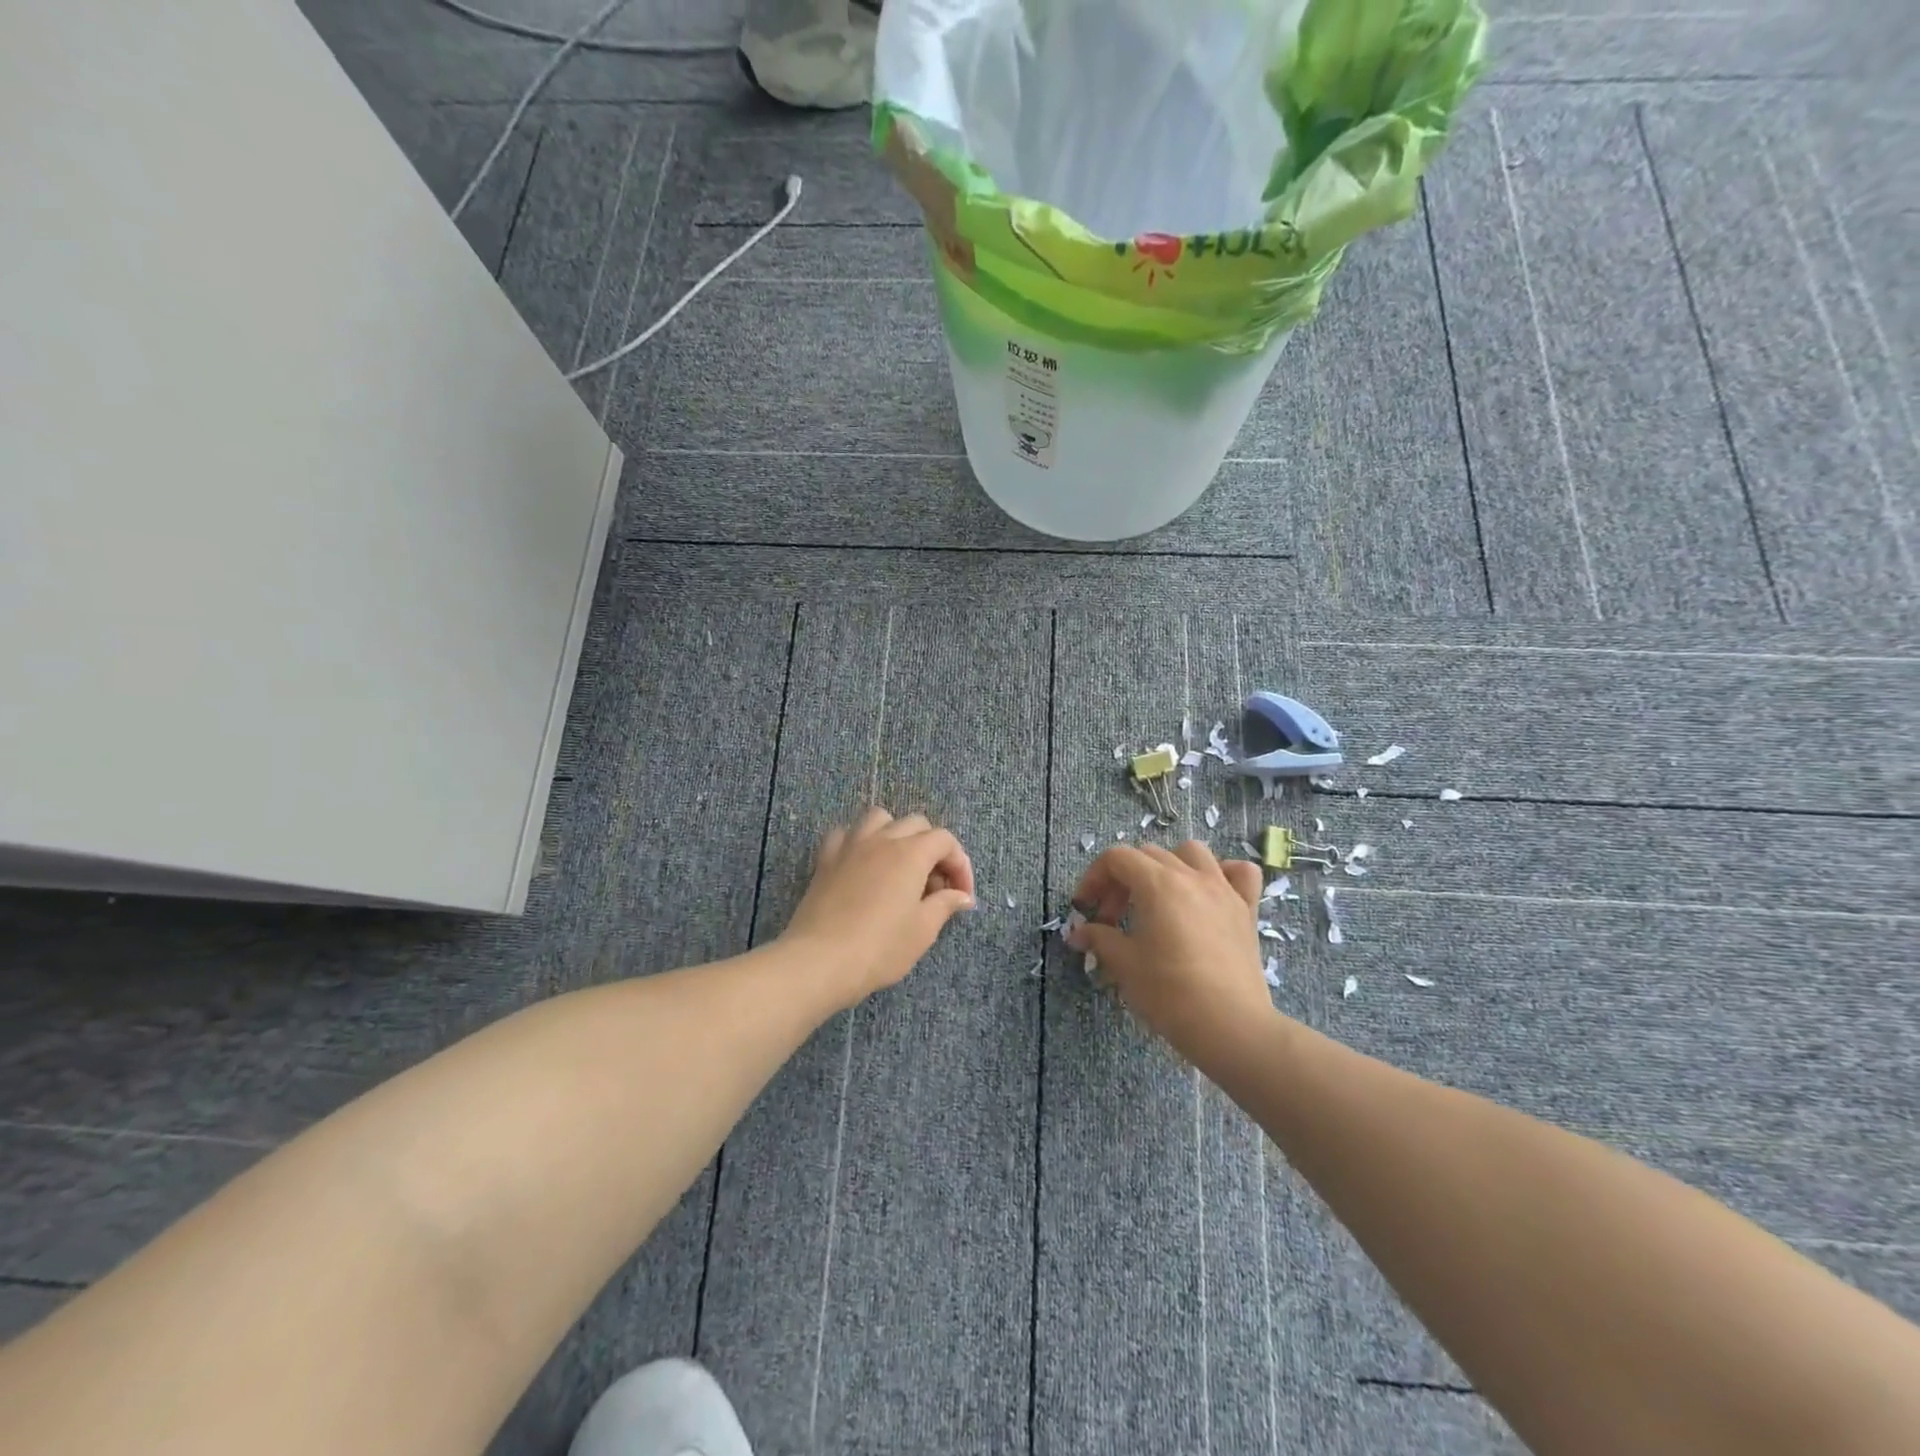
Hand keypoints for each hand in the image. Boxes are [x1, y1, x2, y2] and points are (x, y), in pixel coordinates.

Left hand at [780, 808, 975, 1007]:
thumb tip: (962, 896)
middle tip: (934, 886)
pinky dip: (859, 842)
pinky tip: (862, 863)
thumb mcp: (922, 930)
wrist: (820, 960)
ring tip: (899, 864)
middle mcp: (882, 839)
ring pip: (879, 818)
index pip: (945, 841)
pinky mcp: (826, 859)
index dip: (960, 865)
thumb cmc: (880, 947)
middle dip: (932, 849)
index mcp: (911, 853)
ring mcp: (850, 845)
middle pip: (916, 824)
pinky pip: (845, 834)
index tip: (961, 895)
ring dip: (895, 834)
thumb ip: (945, 905)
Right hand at [1067, 841, 1272, 1065]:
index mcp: (1158, 884)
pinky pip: (1239, 873)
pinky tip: (1209, 893)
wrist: (1231, 1028)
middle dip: (1122, 880)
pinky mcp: (1246, 910)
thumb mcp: (1124, 966)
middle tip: (1112, 919)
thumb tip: (1078, 933)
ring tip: (1158, 897)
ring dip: (1168, 866)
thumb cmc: (1170, 994)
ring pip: (1192, 853)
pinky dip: (1223, 873)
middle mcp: (1191, 876)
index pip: (1116, 858)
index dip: (1093, 878)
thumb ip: (1099, 939)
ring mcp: (1224, 890)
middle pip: (1148, 855)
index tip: (1086, 908)